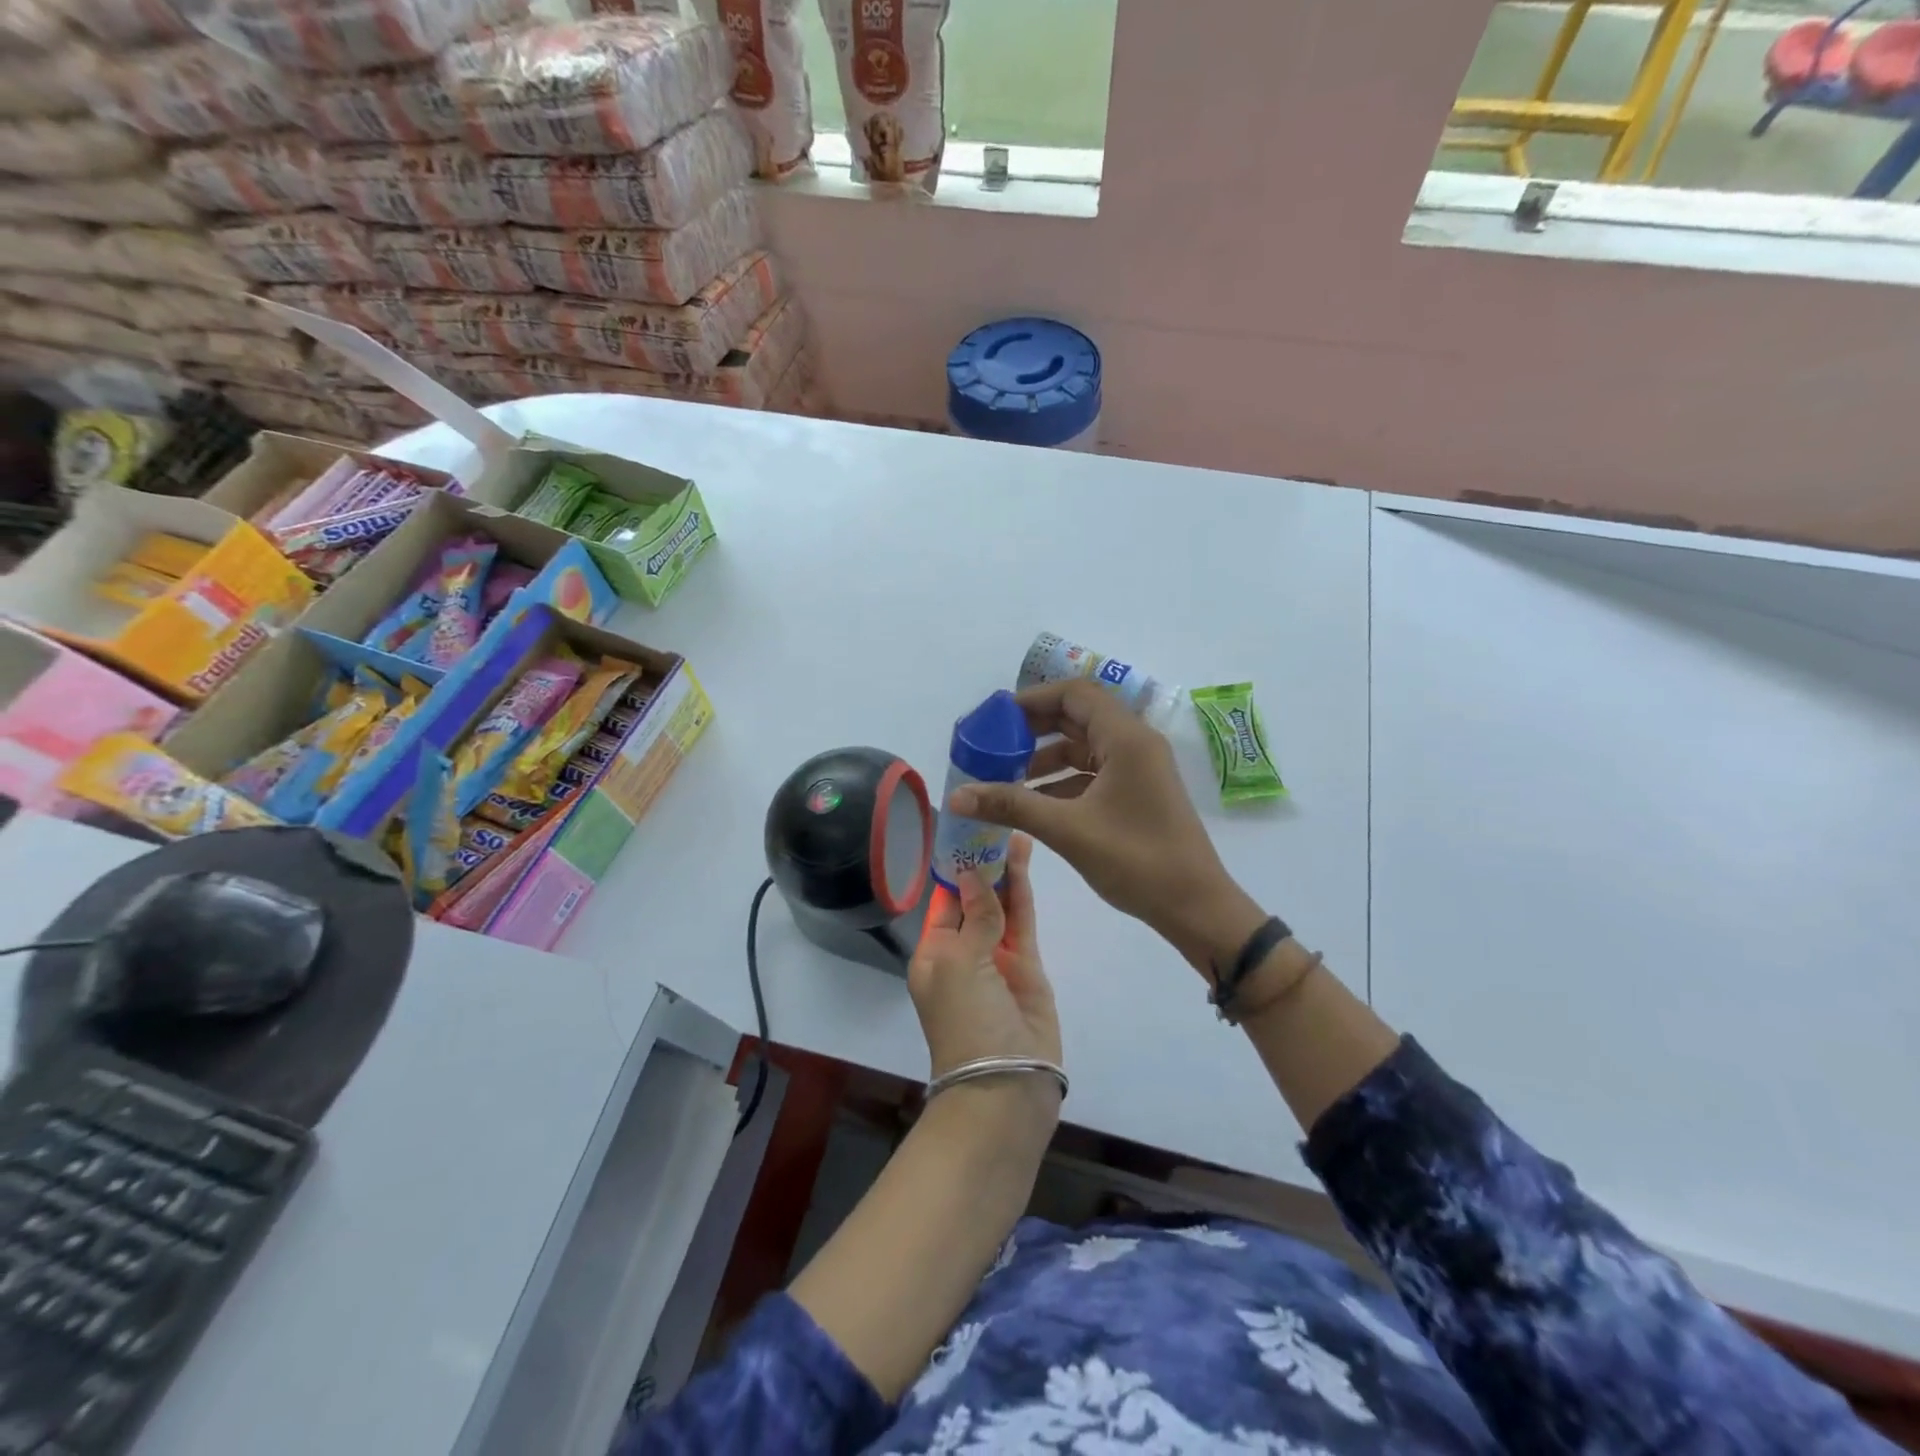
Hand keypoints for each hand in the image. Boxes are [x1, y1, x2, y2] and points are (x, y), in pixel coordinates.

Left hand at [908, 835, 1061, 1108]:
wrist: (1006, 1082)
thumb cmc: (965, 1019)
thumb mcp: (959, 963)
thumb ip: (975, 916)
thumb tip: (972, 874)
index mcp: (933, 953)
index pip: (943, 900)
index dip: (954, 866)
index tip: (966, 830)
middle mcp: (963, 952)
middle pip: (974, 898)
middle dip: (983, 864)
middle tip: (996, 820)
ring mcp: (998, 958)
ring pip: (1001, 905)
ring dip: (1005, 870)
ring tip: (1014, 829)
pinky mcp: (1028, 966)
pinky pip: (1023, 920)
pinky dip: (1023, 891)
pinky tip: (1024, 859)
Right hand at [947, 680, 1265, 972]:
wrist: (1195, 906)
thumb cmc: (1136, 860)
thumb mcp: (1068, 830)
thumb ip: (1011, 806)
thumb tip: (957, 796)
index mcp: (1126, 738)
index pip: (1075, 694)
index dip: (1033, 699)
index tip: (996, 718)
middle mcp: (1135, 743)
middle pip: (1078, 716)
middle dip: (1034, 728)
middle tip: (994, 744)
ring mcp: (1139, 768)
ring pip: (1085, 746)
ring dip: (1046, 757)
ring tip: (1004, 775)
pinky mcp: (1137, 792)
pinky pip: (1093, 772)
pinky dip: (1063, 780)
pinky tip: (1032, 802)